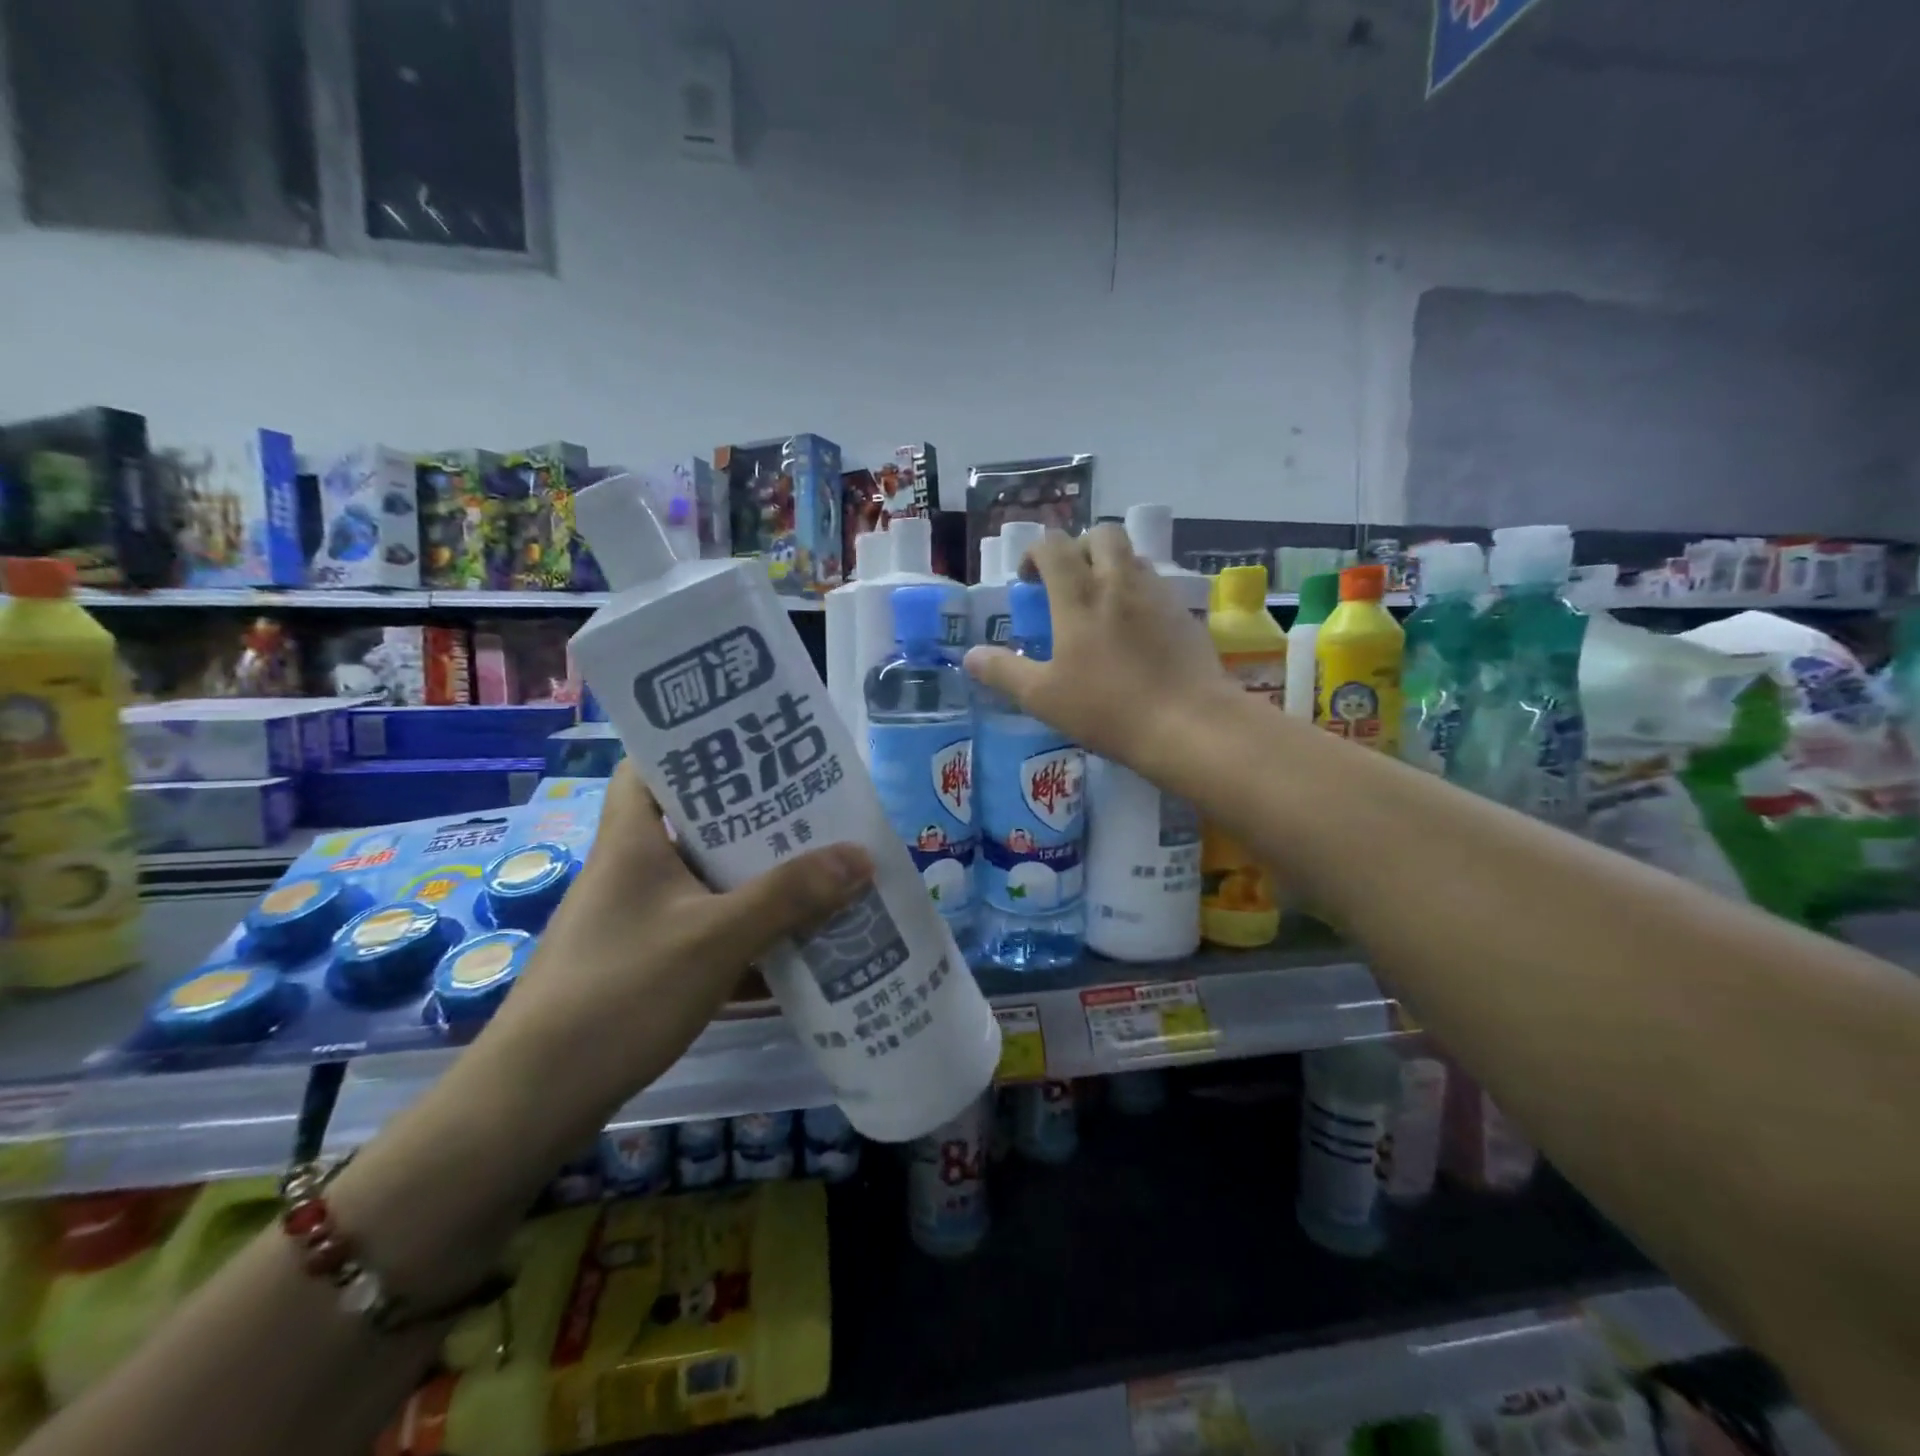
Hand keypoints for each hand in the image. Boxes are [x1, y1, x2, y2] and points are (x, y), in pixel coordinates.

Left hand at [485, 764, 873, 1124]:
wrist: (535, 1103)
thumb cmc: (620, 994)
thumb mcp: (715, 939)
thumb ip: (789, 896)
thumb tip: (862, 856)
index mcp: (633, 839)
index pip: (654, 763)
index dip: (701, 746)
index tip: (760, 745)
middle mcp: (633, 868)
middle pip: (697, 822)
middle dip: (757, 818)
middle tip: (817, 807)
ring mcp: (638, 918)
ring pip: (708, 879)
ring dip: (759, 878)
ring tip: (822, 866)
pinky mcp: (646, 962)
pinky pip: (708, 928)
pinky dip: (747, 931)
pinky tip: (795, 942)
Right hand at [964, 524, 1235, 770]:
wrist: (1188, 723)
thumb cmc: (1107, 709)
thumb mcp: (1042, 697)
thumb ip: (1003, 672)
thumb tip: (969, 656)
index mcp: (1079, 596)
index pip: (1053, 545)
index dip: (1035, 553)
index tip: (1028, 581)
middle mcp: (1119, 582)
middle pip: (1101, 534)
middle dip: (1079, 547)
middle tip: (1068, 581)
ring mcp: (1157, 595)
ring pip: (1133, 557)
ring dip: (1111, 566)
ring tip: (1101, 604)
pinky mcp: (1185, 613)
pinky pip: (1157, 585)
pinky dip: (1138, 592)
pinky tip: (1135, 631)